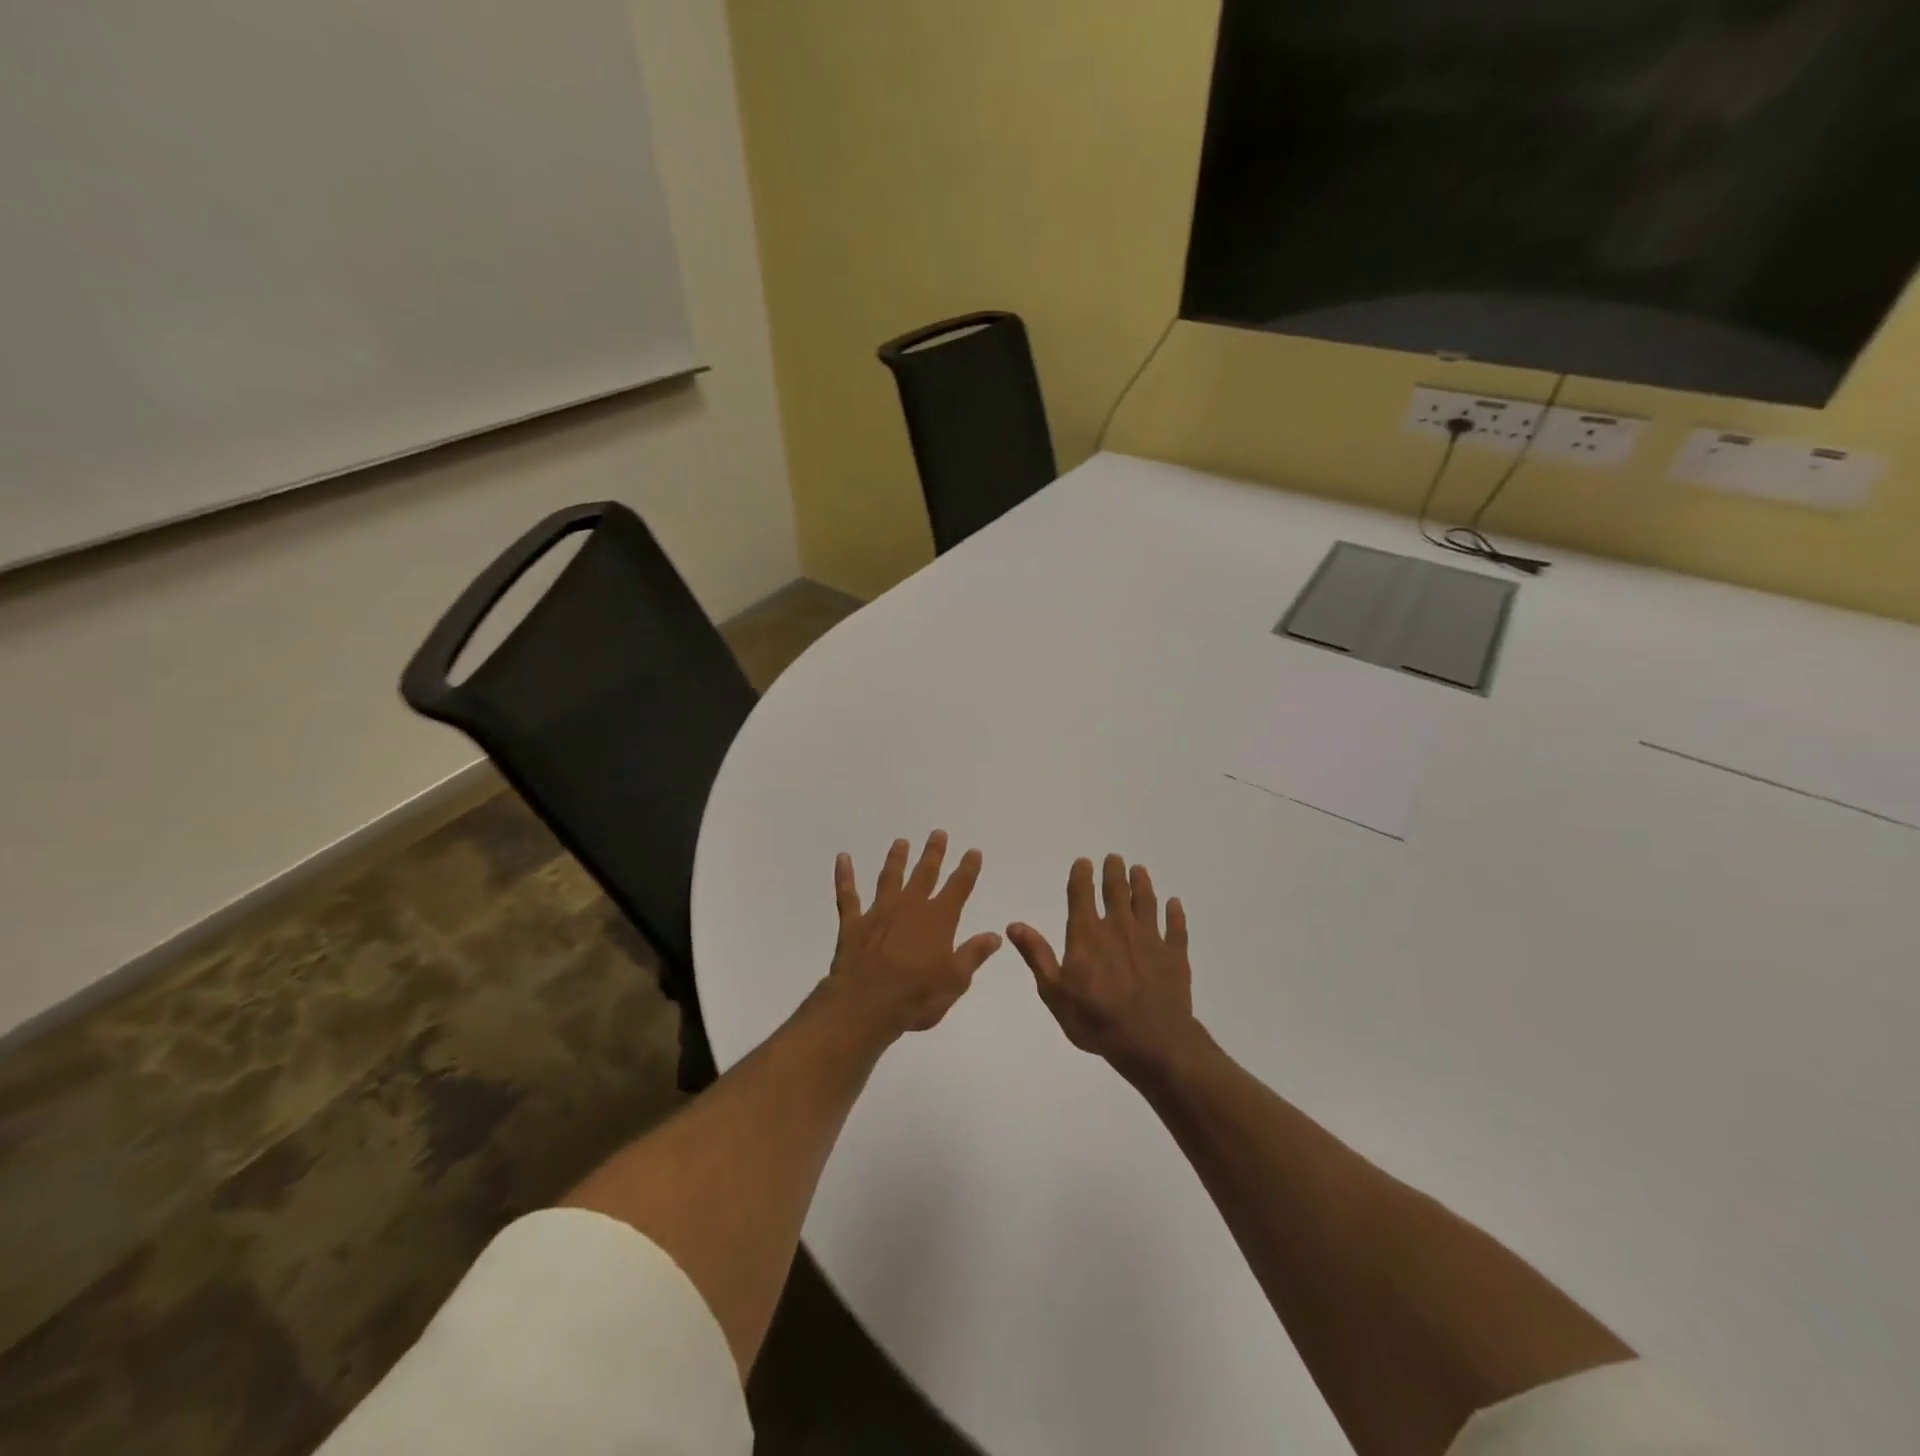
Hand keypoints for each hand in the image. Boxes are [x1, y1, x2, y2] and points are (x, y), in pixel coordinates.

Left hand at [827, 831, 1002, 1039]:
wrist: (865, 1006)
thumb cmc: (916, 998)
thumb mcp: (955, 981)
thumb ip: (973, 954)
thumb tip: (994, 935)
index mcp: (938, 920)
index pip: (958, 888)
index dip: (967, 869)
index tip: (973, 851)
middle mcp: (909, 908)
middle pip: (924, 874)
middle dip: (933, 853)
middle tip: (938, 833)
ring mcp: (879, 912)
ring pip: (890, 878)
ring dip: (896, 859)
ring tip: (901, 842)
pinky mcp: (853, 923)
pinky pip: (847, 895)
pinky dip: (844, 876)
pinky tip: (842, 858)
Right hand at [1008, 855, 1200, 1080]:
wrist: (1152, 1042)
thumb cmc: (1096, 1020)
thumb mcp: (1055, 993)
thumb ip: (1037, 955)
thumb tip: (1014, 924)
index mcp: (1087, 935)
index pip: (1082, 896)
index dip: (1081, 876)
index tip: (1084, 862)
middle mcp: (1119, 928)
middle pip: (1116, 892)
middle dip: (1114, 872)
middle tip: (1115, 858)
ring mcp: (1150, 939)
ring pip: (1146, 903)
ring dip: (1142, 884)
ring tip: (1139, 870)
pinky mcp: (1175, 955)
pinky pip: (1175, 928)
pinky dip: (1175, 914)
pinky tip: (1174, 904)